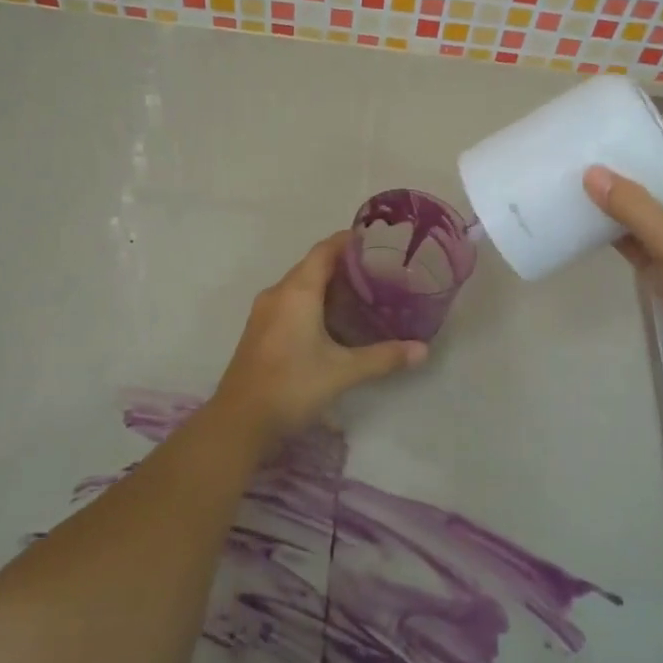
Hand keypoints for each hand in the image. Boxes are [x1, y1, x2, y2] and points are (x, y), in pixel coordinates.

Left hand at [212, 232, 426, 453]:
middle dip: (343, 264)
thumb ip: (384, 357)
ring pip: (299, 286)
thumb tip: (423, 350)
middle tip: (378, 271)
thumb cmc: (292, 386)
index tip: (376, 241)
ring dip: (327, 285)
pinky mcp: (259, 331)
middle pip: (312, 265)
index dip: (349, 241)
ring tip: (361, 294)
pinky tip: (332, 322)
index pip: (325, 250)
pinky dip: (312, 302)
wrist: (239, 422)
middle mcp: (278, 293)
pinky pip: (289, 303)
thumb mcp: (343, 372)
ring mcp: (264, 313)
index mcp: (297, 291)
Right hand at [584, 155, 662, 364]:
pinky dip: (615, 237)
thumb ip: (635, 210)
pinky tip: (585, 228)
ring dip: (618, 206)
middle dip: (628, 175)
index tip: (615, 136)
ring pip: (645, 219)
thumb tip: (591, 172)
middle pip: (659, 189)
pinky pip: (637, 247)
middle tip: (584, 159)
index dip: (655, 148)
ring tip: (576, 186)